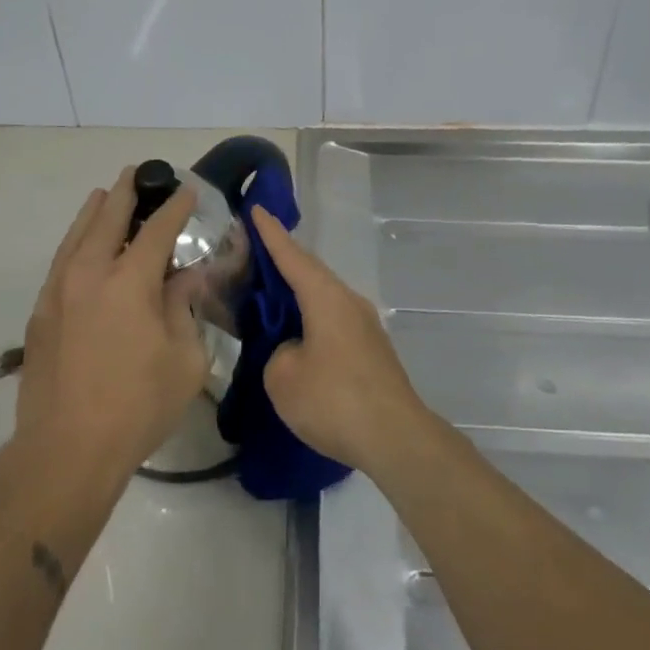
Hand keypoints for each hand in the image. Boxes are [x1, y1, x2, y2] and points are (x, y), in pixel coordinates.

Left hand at [13, 168, 207, 484]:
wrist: (66, 450)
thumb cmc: (137, 406)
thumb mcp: (184, 360)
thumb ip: (185, 308)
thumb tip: (185, 277)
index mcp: (129, 280)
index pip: (157, 229)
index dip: (175, 207)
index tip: (187, 190)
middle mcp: (90, 272)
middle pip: (108, 216)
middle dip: (126, 191)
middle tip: (138, 174)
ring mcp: (58, 289)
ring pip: (77, 233)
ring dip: (95, 210)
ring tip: (105, 194)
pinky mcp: (40, 311)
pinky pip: (61, 259)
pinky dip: (76, 241)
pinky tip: (82, 245)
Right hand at [252, 206, 429, 475]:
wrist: (397, 440)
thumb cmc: (335, 400)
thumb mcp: (283, 377)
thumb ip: (278, 353)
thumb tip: (294, 350)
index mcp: (325, 297)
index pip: (291, 256)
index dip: (270, 234)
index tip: (256, 210)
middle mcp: (348, 301)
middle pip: (309, 273)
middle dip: (281, 263)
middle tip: (252, 255)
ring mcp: (364, 326)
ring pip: (322, 299)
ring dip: (296, 295)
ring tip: (268, 297)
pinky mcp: (371, 351)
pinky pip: (332, 321)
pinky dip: (310, 319)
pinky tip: (296, 337)